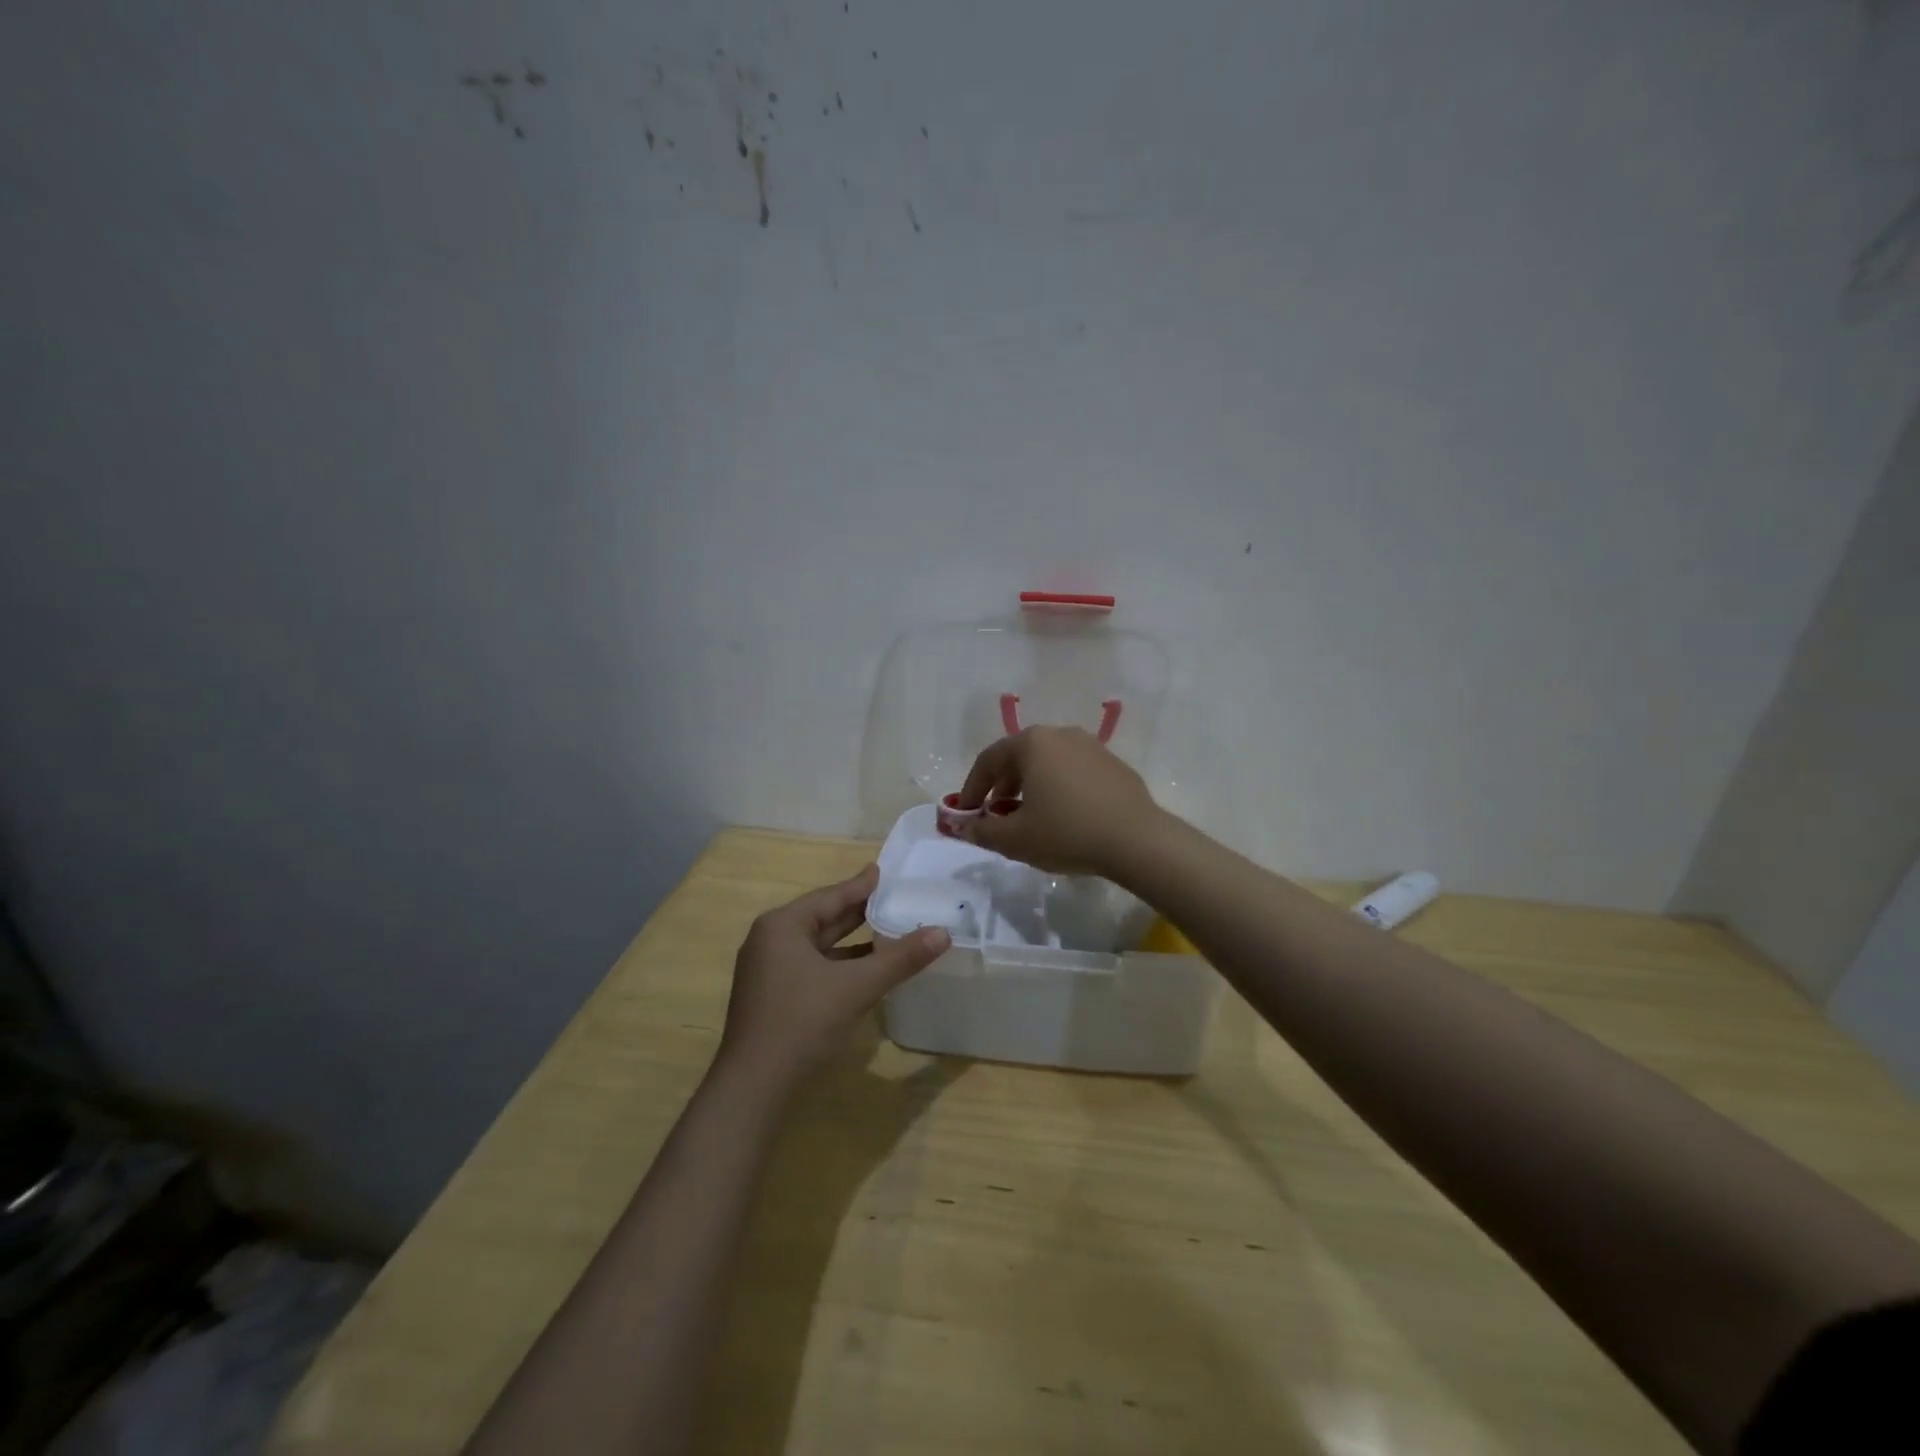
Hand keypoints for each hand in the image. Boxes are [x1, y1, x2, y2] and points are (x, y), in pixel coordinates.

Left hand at [717, 865, 948, 1088]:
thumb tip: (943, 933)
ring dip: (852, 942)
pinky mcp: (773, 997)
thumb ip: (900, 959)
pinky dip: (839, 965)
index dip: (861, 886)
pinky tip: (866, 970)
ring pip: (819, 946)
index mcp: (782, 926)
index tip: (884, 872)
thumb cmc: (803, 1022)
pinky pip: (813, 968)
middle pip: (823, 919)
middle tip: (893, 898)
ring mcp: (768, 971)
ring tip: (888, 930)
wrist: (753, 1087)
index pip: (831, 896)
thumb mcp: (857, 986)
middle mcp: (770, 941)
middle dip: (859, 912)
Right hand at [953, 726, 1162, 876]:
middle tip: (996, 815)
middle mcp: (1060, 734)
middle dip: (1001, 786)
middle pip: (1019, 757)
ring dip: (1031, 787)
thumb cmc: (1066, 833)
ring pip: (1048, 763)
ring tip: (1030, 817)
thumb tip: (963, 828)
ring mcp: (1091, 746)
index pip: (988, 760)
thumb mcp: (1015, 839)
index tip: (966, 813)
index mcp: (1032, 743)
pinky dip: (1059, 788)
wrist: (1137, 840)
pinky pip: (1074, 772)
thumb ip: (982, 831)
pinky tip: (1064, 817)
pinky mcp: (1114, 764)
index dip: (971, 788)